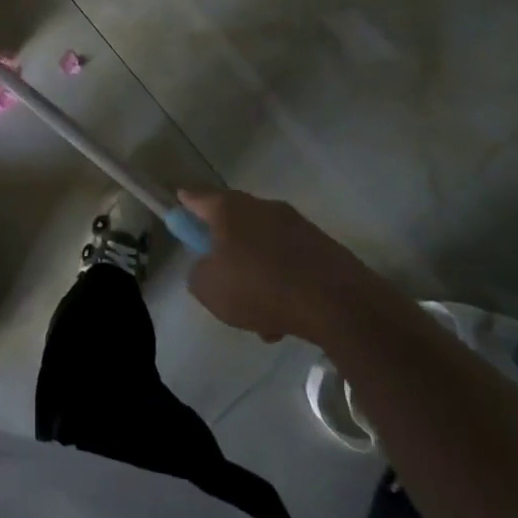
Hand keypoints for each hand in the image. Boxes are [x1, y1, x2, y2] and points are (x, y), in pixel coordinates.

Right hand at [179, 188, 368, 341]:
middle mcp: (263, 207)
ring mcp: (297, 225)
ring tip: (259, 316)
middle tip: (222, 279)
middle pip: (234, 222)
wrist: (338, 303)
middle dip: (226, 249)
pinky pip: (290, 263)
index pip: (198, 197)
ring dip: (257, 273)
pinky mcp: (323, 247)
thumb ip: (198, 274)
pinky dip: (283, 284)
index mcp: (230, 209)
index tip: (180, 205)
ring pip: (264, 247)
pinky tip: (285, 319)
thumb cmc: (260, 287)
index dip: (186, 203)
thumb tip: (208, 268)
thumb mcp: (209, 289)